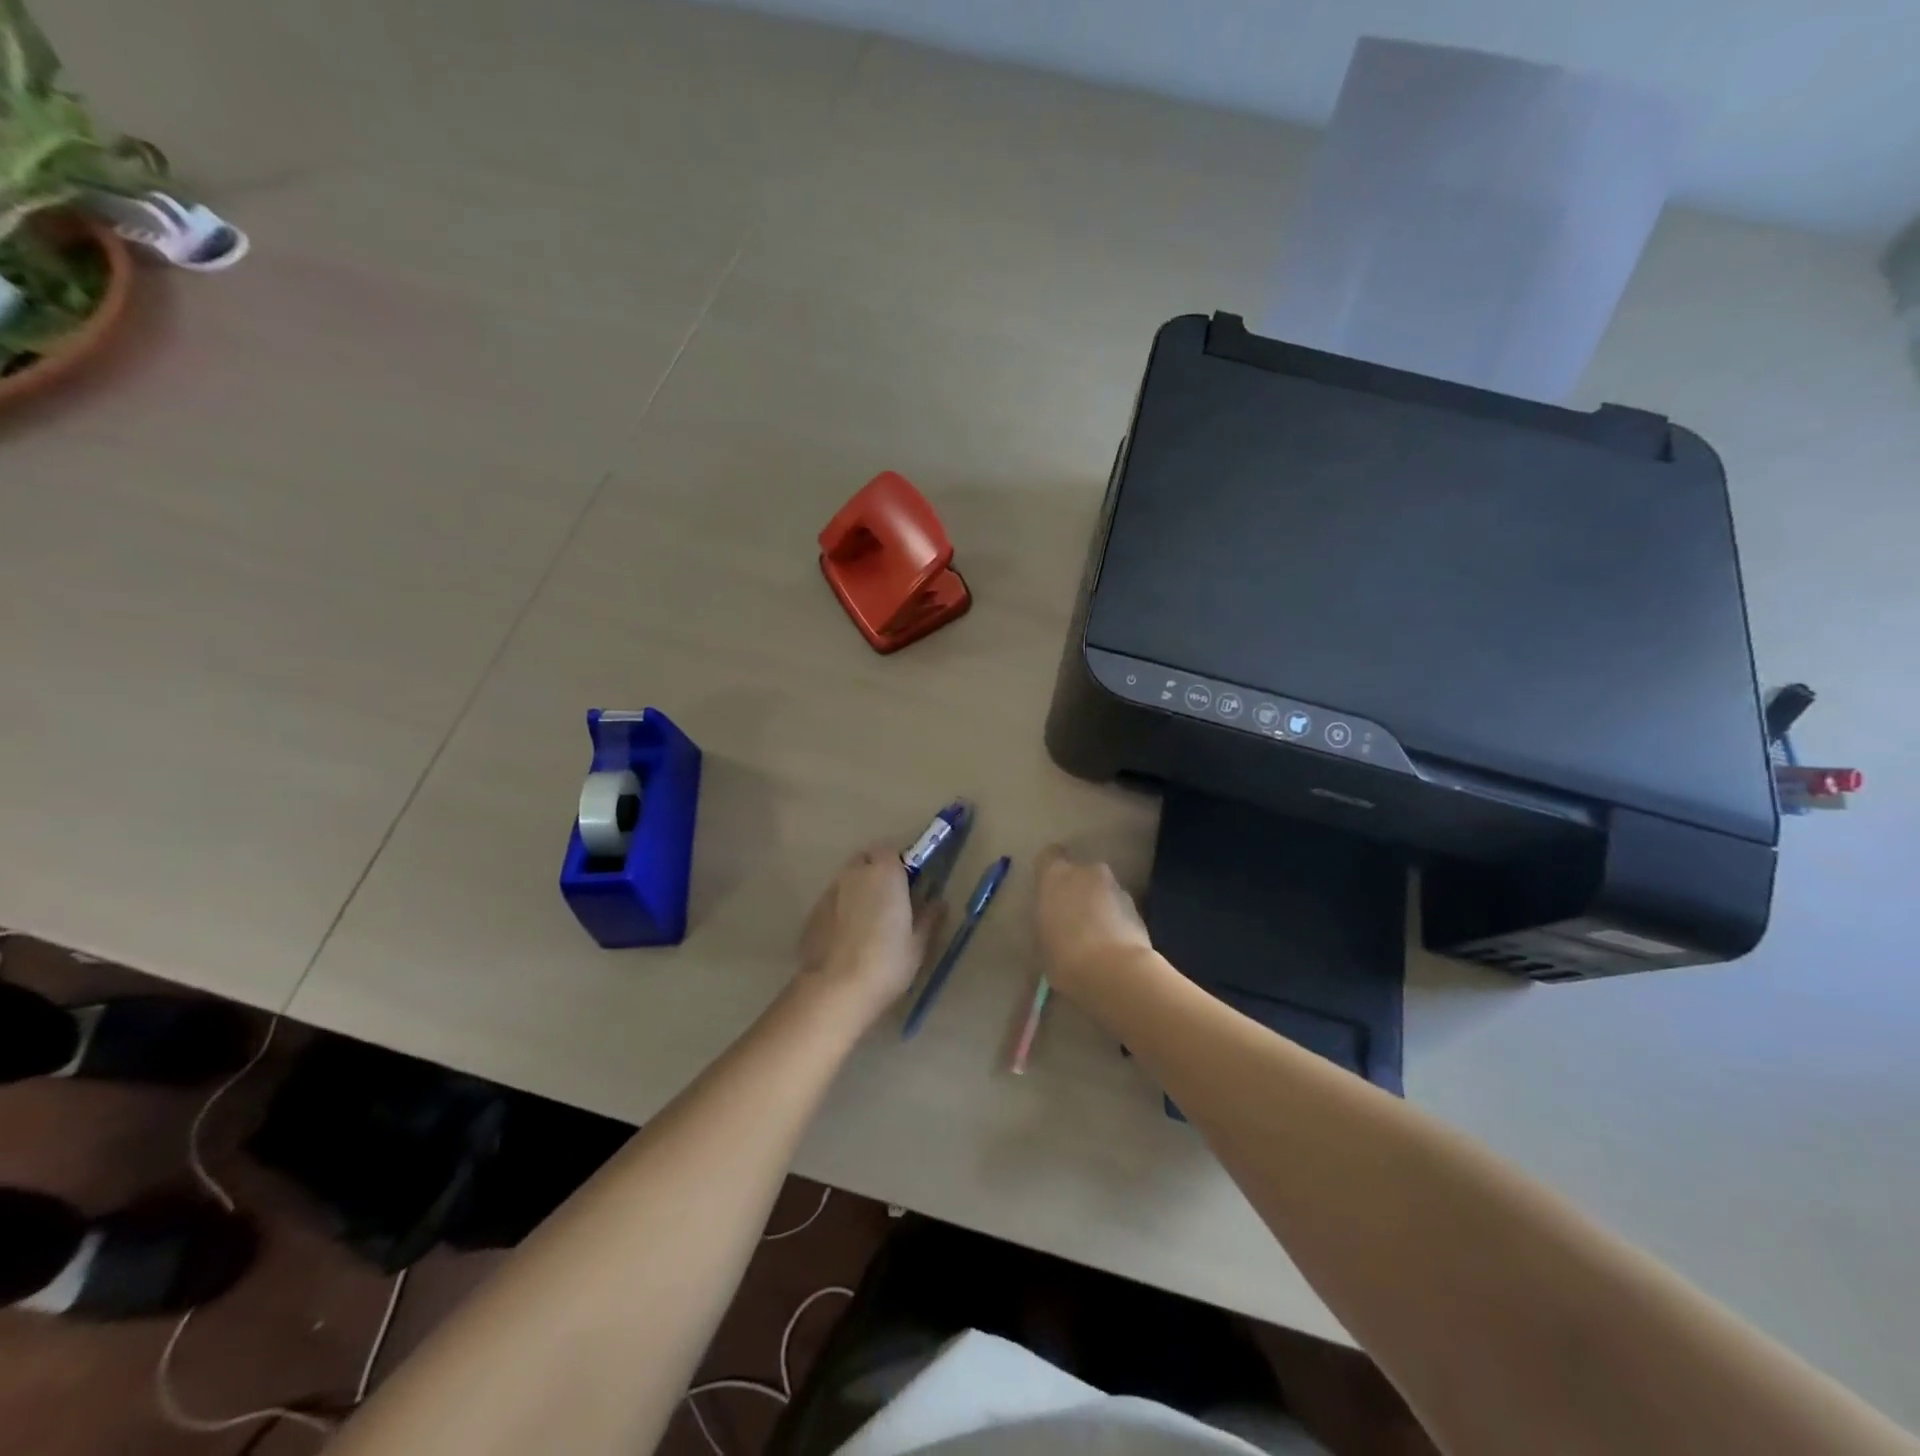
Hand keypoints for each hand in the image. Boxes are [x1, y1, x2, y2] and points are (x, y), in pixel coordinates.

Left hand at [797, 843, 944, 1025]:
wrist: (835, 990)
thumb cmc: (886, 962)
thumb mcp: (918, 943)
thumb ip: (929, 917)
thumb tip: (938, 902)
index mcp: (884, 873)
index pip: (889, 850)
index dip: (898, 864)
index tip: (908, 883)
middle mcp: (854, 874)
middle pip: (865, 860)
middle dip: (876, 872)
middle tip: (889, 900)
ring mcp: (829, 893)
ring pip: (846, 880)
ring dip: (857, 891)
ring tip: (867, 922)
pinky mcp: (812, 914)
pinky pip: (832, 902)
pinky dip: (840, 910)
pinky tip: (847, 939)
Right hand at [1033, 844, 1155, 998]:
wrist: (1114, 972)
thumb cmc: (1064, 955)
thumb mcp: (1041, 944)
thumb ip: (1047, 926)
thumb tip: (1053, 930)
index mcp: (1056, 875)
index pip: (1049, 855)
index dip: (1049, 871)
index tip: (1048, 890)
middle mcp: (1087, 872)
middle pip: (1080, 873)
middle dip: (1078, 890)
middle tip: (1071, 919)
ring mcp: (1117, 888)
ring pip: (1103, 891)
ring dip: (1099, 907)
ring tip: (1094, 939)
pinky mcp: (1139, 909)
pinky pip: (1120, 910)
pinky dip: (1116, 922)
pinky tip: (1112, 949)